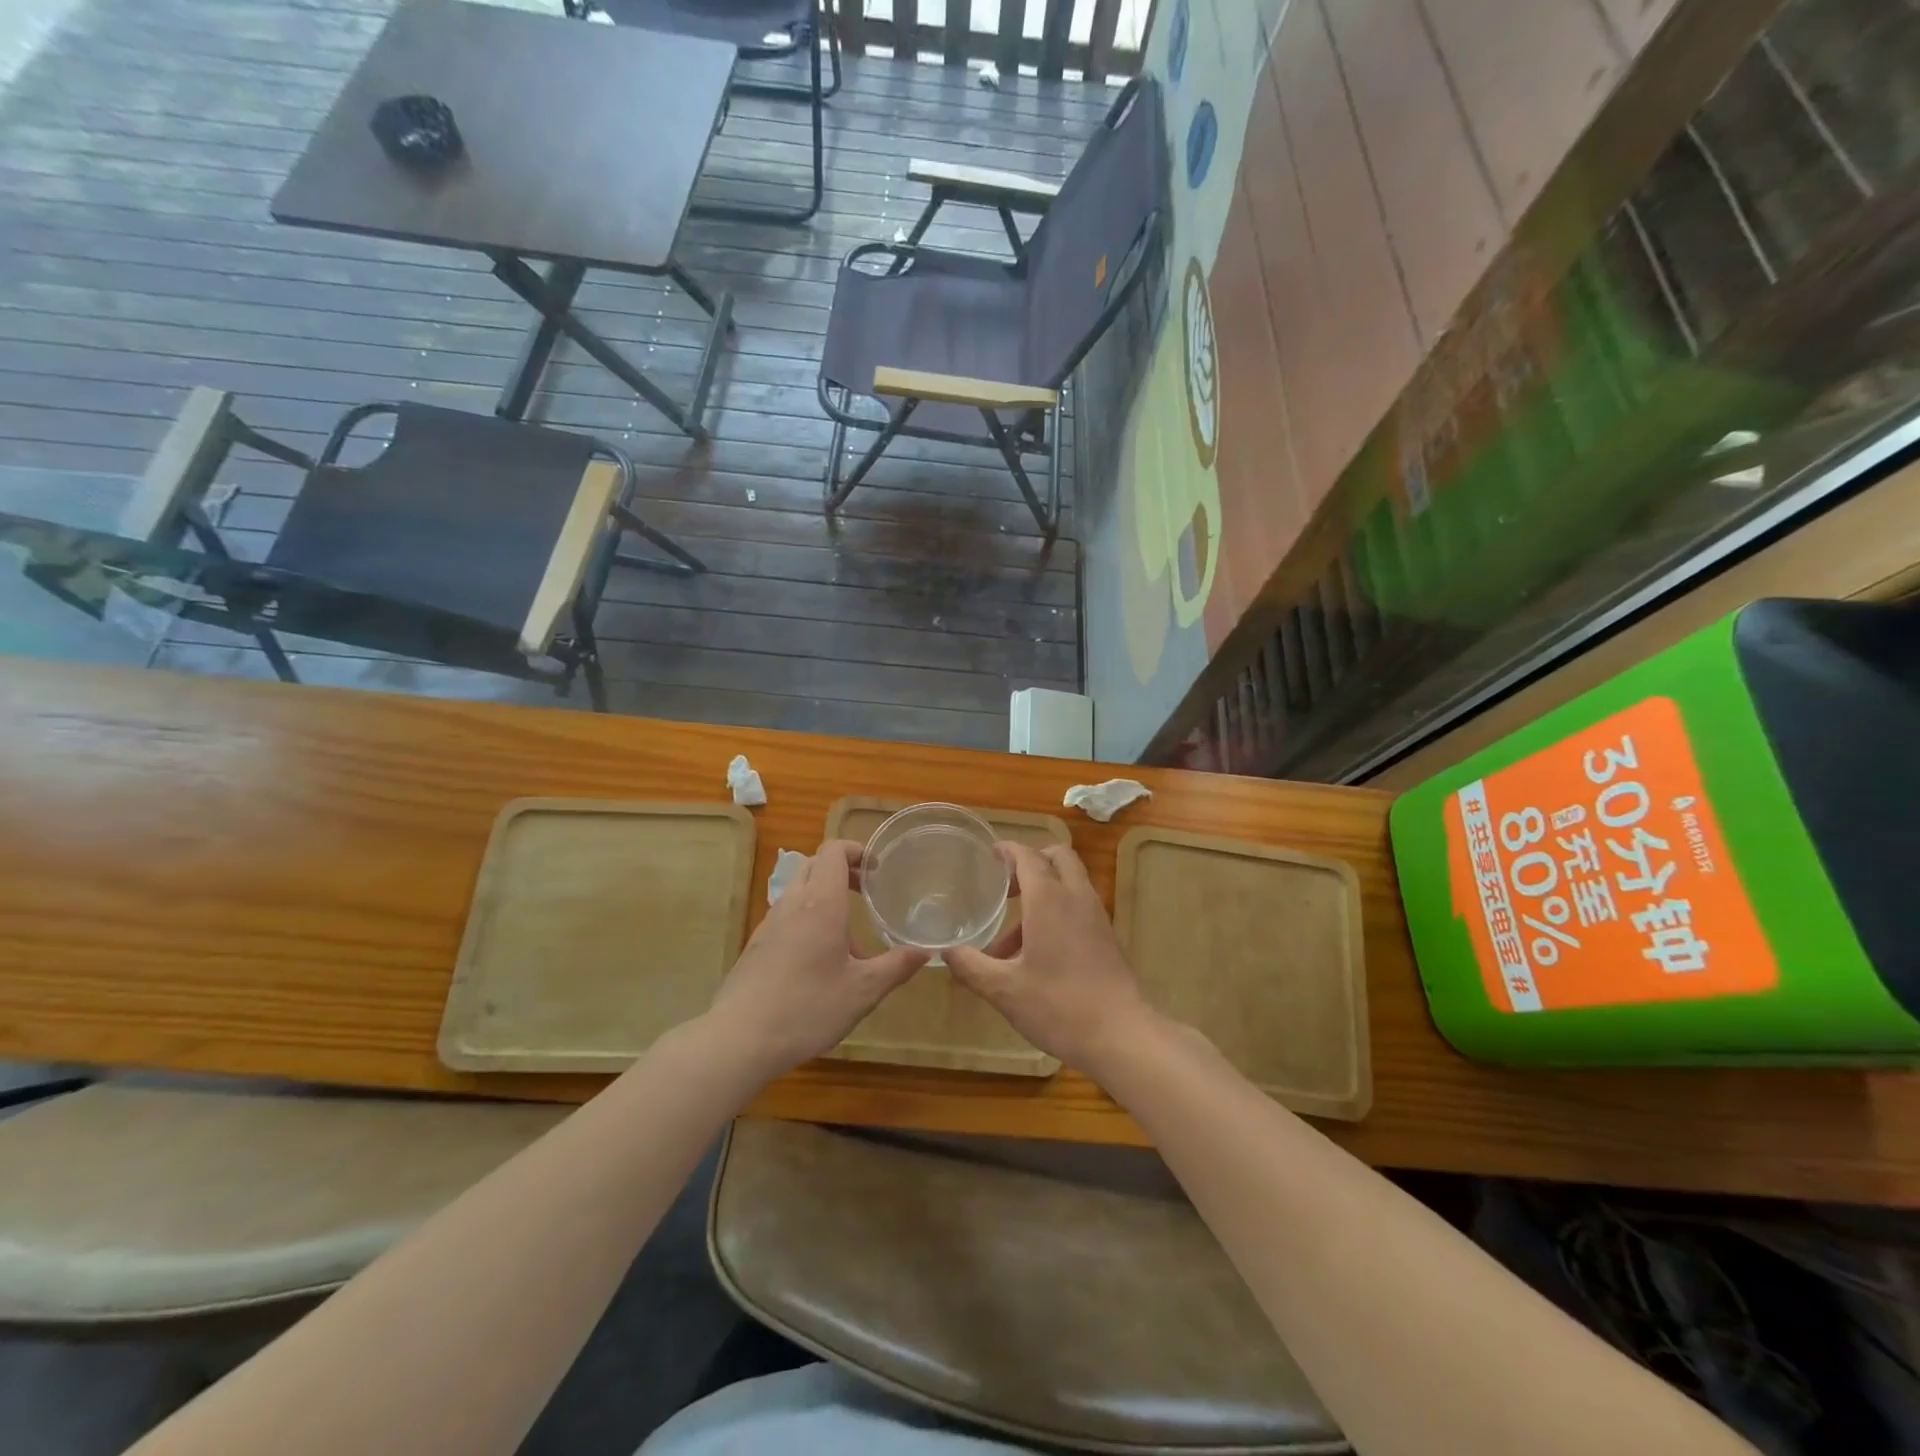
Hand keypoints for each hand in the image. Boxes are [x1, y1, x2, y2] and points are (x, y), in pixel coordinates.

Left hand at [706, 839, 927, 1080]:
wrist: (740, 1039)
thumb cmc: (808, 1007)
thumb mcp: (863, 990)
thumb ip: (896, 966)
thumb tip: (925, 951)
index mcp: (821, 902)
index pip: (833, 851)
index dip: (856, 850)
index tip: (877, 869)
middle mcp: (793, 903)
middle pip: (814, 864)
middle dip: (841, 870)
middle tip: (866, 892)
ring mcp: (770, 923)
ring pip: (798, 890)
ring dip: (824, 897)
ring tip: (848, 936)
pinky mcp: (756, 945)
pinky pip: (786, 916)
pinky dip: (807, 920)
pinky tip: (819, 961)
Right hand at [946, 843, 1157, 1076]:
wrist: (1121, 1035)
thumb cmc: (1058, 1005)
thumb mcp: (1004, 990)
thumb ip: (971, 966)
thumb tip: (946, 952)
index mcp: (1049, 899)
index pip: (1029, 856)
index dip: (1009, 850)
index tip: (992, 853)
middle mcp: (1076, 897)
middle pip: (1058, 857)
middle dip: (1032, 861)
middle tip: (1007, 885)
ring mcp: (1096, 916)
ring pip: (1070, 883)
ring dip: (1043, 892)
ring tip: (1011, 937)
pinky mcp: (1107, 936)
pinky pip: (1079, 906)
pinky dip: (1058, 911)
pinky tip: (1037, 953)